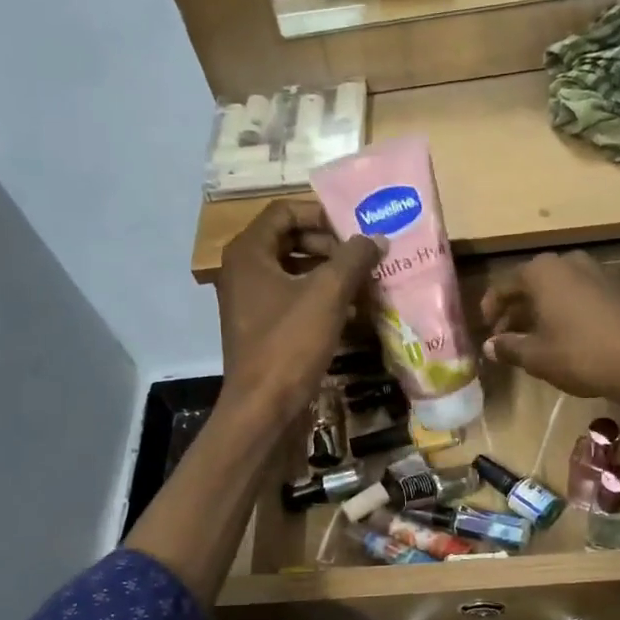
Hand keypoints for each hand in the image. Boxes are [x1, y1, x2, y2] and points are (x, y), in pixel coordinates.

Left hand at [216, 199, 381, 426]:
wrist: (264, 409)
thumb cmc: (290, 343)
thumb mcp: (328, 294)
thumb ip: (354, 257)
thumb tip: (376, 238)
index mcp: (249, 252)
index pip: (285, 211)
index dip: (322, 215)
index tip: (355, 231)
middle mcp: (244, 271)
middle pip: (291, 240)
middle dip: (331, 246)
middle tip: (364, 259)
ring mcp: (251, 302)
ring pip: (296, 273)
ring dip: (331, 275)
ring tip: (366, 284)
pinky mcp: (263, 330)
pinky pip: (294, 301)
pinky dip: (322, 301)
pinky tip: (354, 313)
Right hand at [481, 251, 619, 405]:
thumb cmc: (581, 355)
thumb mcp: (537, 356)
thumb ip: (508, 347)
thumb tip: (489, 346)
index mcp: (542, 271)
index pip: (504, 285)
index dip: (490, 308)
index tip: (485, 329)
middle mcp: (569, 262)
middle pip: (531, 283)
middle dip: (515, 309)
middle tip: (505, 336)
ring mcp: (597, 271)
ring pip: (556, 289)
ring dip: (540, 310)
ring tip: (532, 338)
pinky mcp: (617, 288)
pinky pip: (579, 294)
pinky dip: (564, 310)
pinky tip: (564, 335)